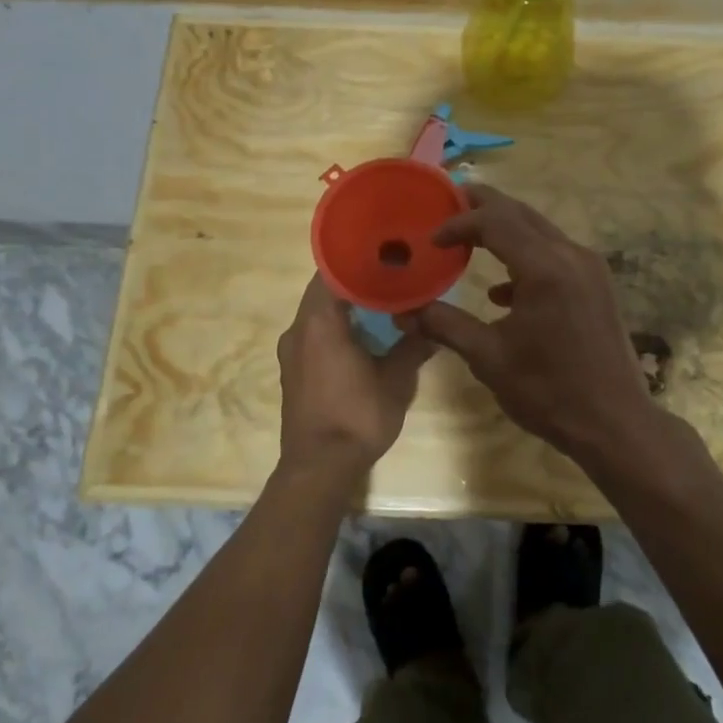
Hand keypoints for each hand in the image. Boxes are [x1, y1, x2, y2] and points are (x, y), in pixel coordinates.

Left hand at [276, 276, 433, 482]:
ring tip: (381, 304)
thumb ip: (412, 347)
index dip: (358, 260)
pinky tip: (363, 337)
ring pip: (318, 313)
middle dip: (355, 282)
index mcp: (320, 321)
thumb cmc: (357, 416)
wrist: (319, 467)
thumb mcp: (396, 380)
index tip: (384, 255)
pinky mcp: (293, 371)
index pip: (332, 271)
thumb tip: (431, 328)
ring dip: (345, 307)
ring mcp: (291, 351)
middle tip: (390, 277)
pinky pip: (314, 335)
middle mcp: (298, 329)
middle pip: (324, 290)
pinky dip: (335, 327)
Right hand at [396, 185, 663, 460]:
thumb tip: (404, 313)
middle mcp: (571, 255)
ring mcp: (589, 268)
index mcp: (545, 267)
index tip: (431, 239)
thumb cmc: (549, 391)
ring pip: (540, 230)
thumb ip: (446, 326)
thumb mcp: (489, 358)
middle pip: (520, 214)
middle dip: (483, 206)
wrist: (615, 423)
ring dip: (504, 228)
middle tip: (448, 202)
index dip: (459, 223)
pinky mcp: (596, 285)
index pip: (495, 222)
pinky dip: (525, 257)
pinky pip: (555, 254)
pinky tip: (503, 291)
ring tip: (469, 237)